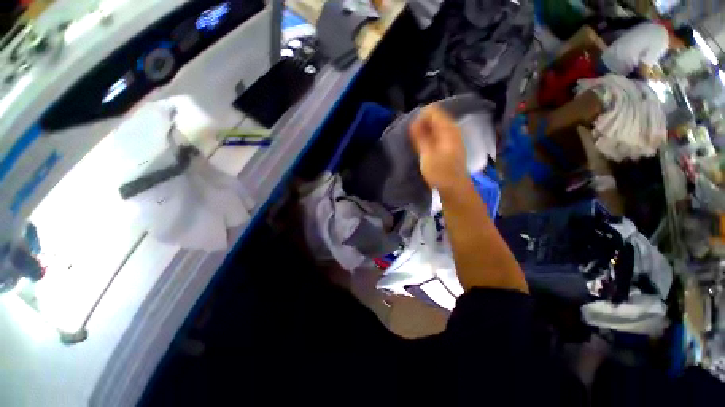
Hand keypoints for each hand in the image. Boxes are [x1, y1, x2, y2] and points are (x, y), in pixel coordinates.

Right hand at [409, 105, 468, 192]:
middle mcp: (452, 130)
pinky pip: (437, 135)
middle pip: (435, 118)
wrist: (455, 189)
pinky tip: (422, 147)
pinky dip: (428, 138)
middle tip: (411, 138)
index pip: (433, 111)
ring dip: (424, 132)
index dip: (419, 118)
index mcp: (448, 129)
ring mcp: (452, 138)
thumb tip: (413, 122)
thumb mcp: (427, 155)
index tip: (410, 131)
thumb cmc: (441, 173)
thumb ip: (420, 137)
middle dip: (421, 125)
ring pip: (435, 128)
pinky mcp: (449, 146)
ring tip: (415, 143)